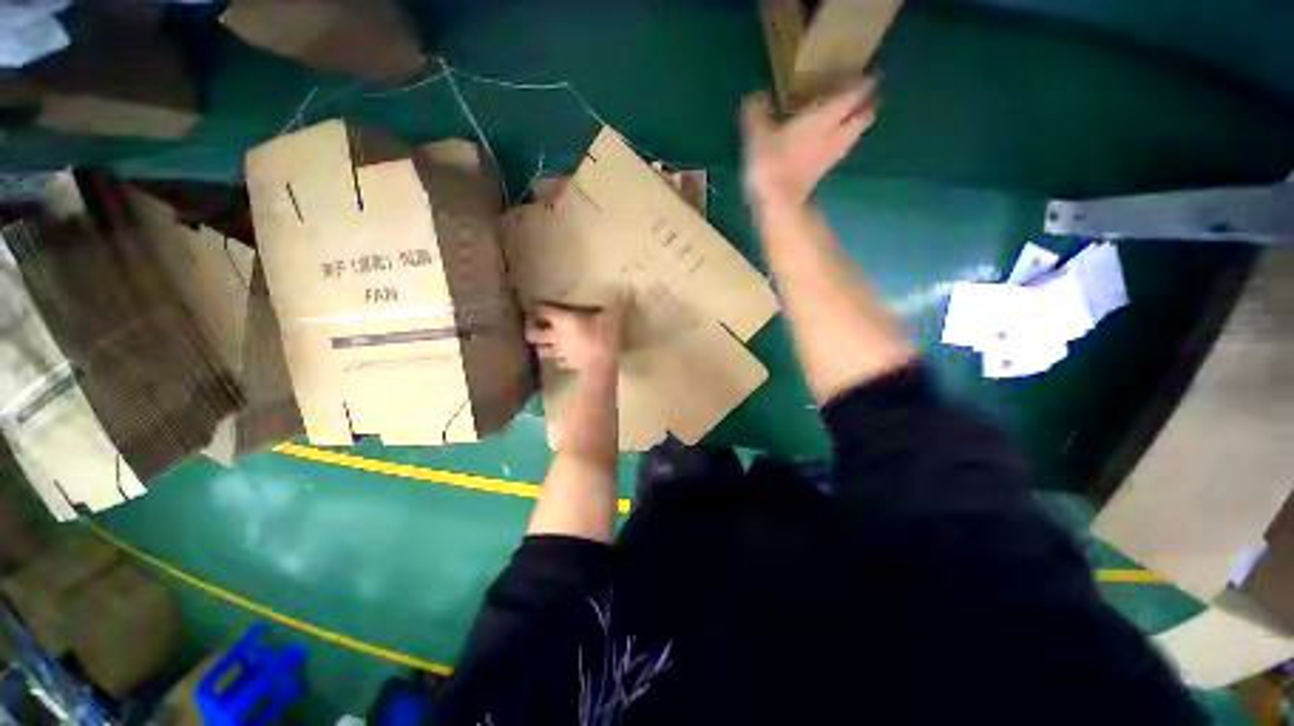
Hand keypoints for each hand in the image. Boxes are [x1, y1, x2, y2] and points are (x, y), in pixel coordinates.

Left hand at [525, 296, 626, 373]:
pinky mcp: (569, 365)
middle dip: (531, 328)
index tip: (536, 303)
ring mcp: (561, 353)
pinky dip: (557, 359)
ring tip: (544, 342)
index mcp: (563, 321)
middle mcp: (557, 336)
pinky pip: (558, 362)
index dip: (538, 306)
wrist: (603, 367)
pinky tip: (562, 357)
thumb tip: (627, 289)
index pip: (543, 311)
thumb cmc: (604, 338)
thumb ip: (617, 304)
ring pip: (541, 350)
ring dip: (541, 346)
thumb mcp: (613, 317)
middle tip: (535, 324)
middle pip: (533, 333)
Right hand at [740, 78, 878, 209]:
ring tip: (849, 117)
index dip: (867, 81)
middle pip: (863, 117)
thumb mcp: (758, 132)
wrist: (776, 202)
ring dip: (854, 125)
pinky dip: (838, 142)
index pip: (856, 93)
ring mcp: (831, 156)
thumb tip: (756, 96)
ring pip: (853, 135)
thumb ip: (758, 111)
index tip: (873, 73)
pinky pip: (838, 151)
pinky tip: (827, 142)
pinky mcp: (822, 173)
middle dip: (867, 105)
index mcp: (827, 116)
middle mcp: (836, 134)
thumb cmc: (772, 161)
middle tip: (865, 96)